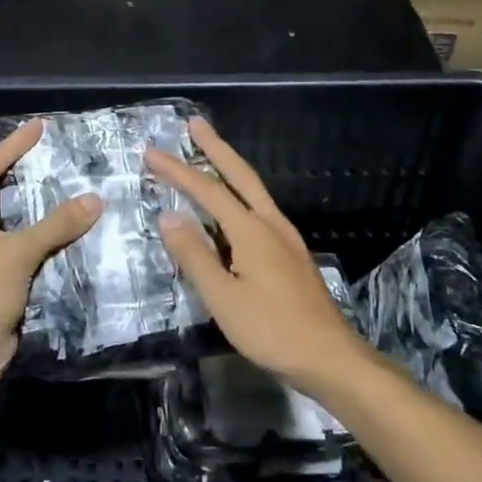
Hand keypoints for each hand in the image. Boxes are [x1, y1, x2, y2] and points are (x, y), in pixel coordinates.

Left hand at [0, 119, 101, 408]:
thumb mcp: (18, 253)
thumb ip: (56, 224)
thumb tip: (95, 199)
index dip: (15, 146)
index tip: (40, 126)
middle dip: (16, 176)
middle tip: (47, 159)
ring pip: (0, 222)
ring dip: (26, 211)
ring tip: (57, 190)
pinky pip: (7, 247)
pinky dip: (29, 238)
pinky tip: (56, 231)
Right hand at [147, 117, 372, 390]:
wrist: (330, 357)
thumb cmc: (272, 330)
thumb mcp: (223, 298)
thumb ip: (195, 256)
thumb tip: (169, 216)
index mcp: (252, 231)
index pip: (208, 191)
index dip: (178, 170)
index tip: (151, 152)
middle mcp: (271, 224)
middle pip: (241, 174)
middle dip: (216, 147)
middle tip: (195, 123)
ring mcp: (286, 238)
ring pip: (254, 190)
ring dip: (230, 167)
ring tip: (210, 154)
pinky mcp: (291, 254)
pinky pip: (260, 209)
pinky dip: (240, 193)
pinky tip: (234, 207)